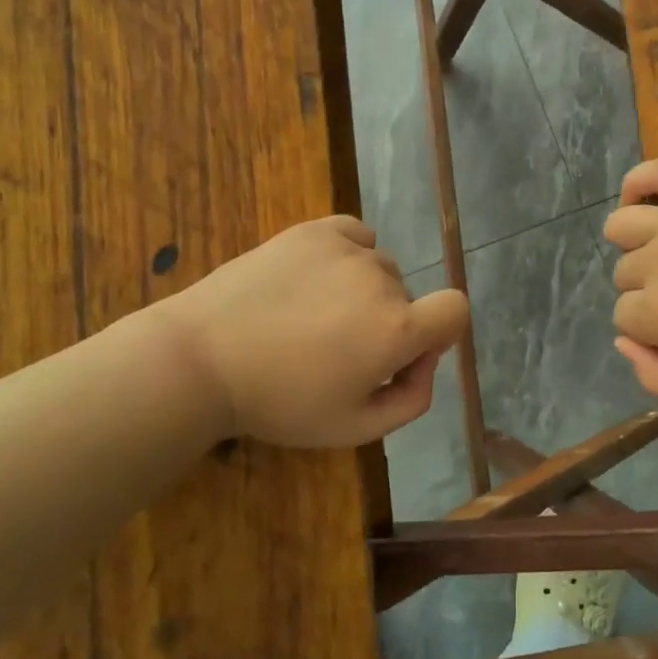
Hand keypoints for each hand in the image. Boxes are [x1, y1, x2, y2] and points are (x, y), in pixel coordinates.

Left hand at [151, 216, 468, 447]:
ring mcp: (347, 249)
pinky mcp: (314, 230)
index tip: (402, 355)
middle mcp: (381, 281)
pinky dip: (350, 255)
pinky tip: (318, 278)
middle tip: (336, 350)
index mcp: (396, 329)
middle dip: (388, 322)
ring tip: (314, 316)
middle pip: (408, 297)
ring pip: (380, 269)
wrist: (202, 358)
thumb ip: (411, 400)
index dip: (439, 334)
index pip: (455, 311)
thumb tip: (425, 361)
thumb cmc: (278, 402)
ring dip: (364, 291)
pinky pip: (357, 237)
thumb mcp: (354, 428)